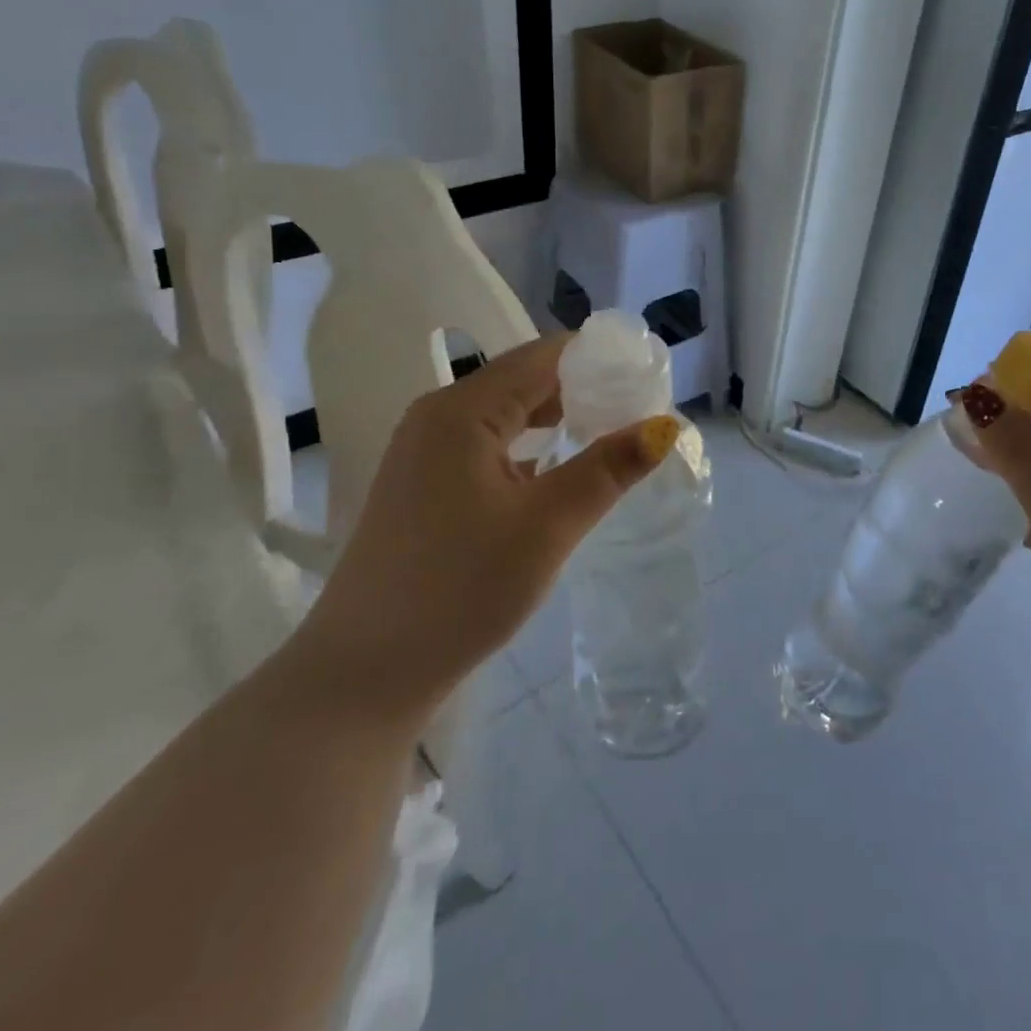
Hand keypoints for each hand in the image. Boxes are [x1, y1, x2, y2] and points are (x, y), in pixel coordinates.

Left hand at [284, 333, 678, 729]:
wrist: (363, 674)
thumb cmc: (460, 589)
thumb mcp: (548, 525)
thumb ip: (609, 467)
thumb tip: (666, 425)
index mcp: (462, 410)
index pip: (544, 356)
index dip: (599, 359)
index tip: (648, 377)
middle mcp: (437, 417)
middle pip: (524, 381)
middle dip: (583, 390)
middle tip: (639, 411)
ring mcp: (424, 454)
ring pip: (505, 416)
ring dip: (557, 420)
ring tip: (610, 437)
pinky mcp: (423, 488)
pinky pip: (487, 448)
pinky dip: (528, 450)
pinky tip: (558, 474)